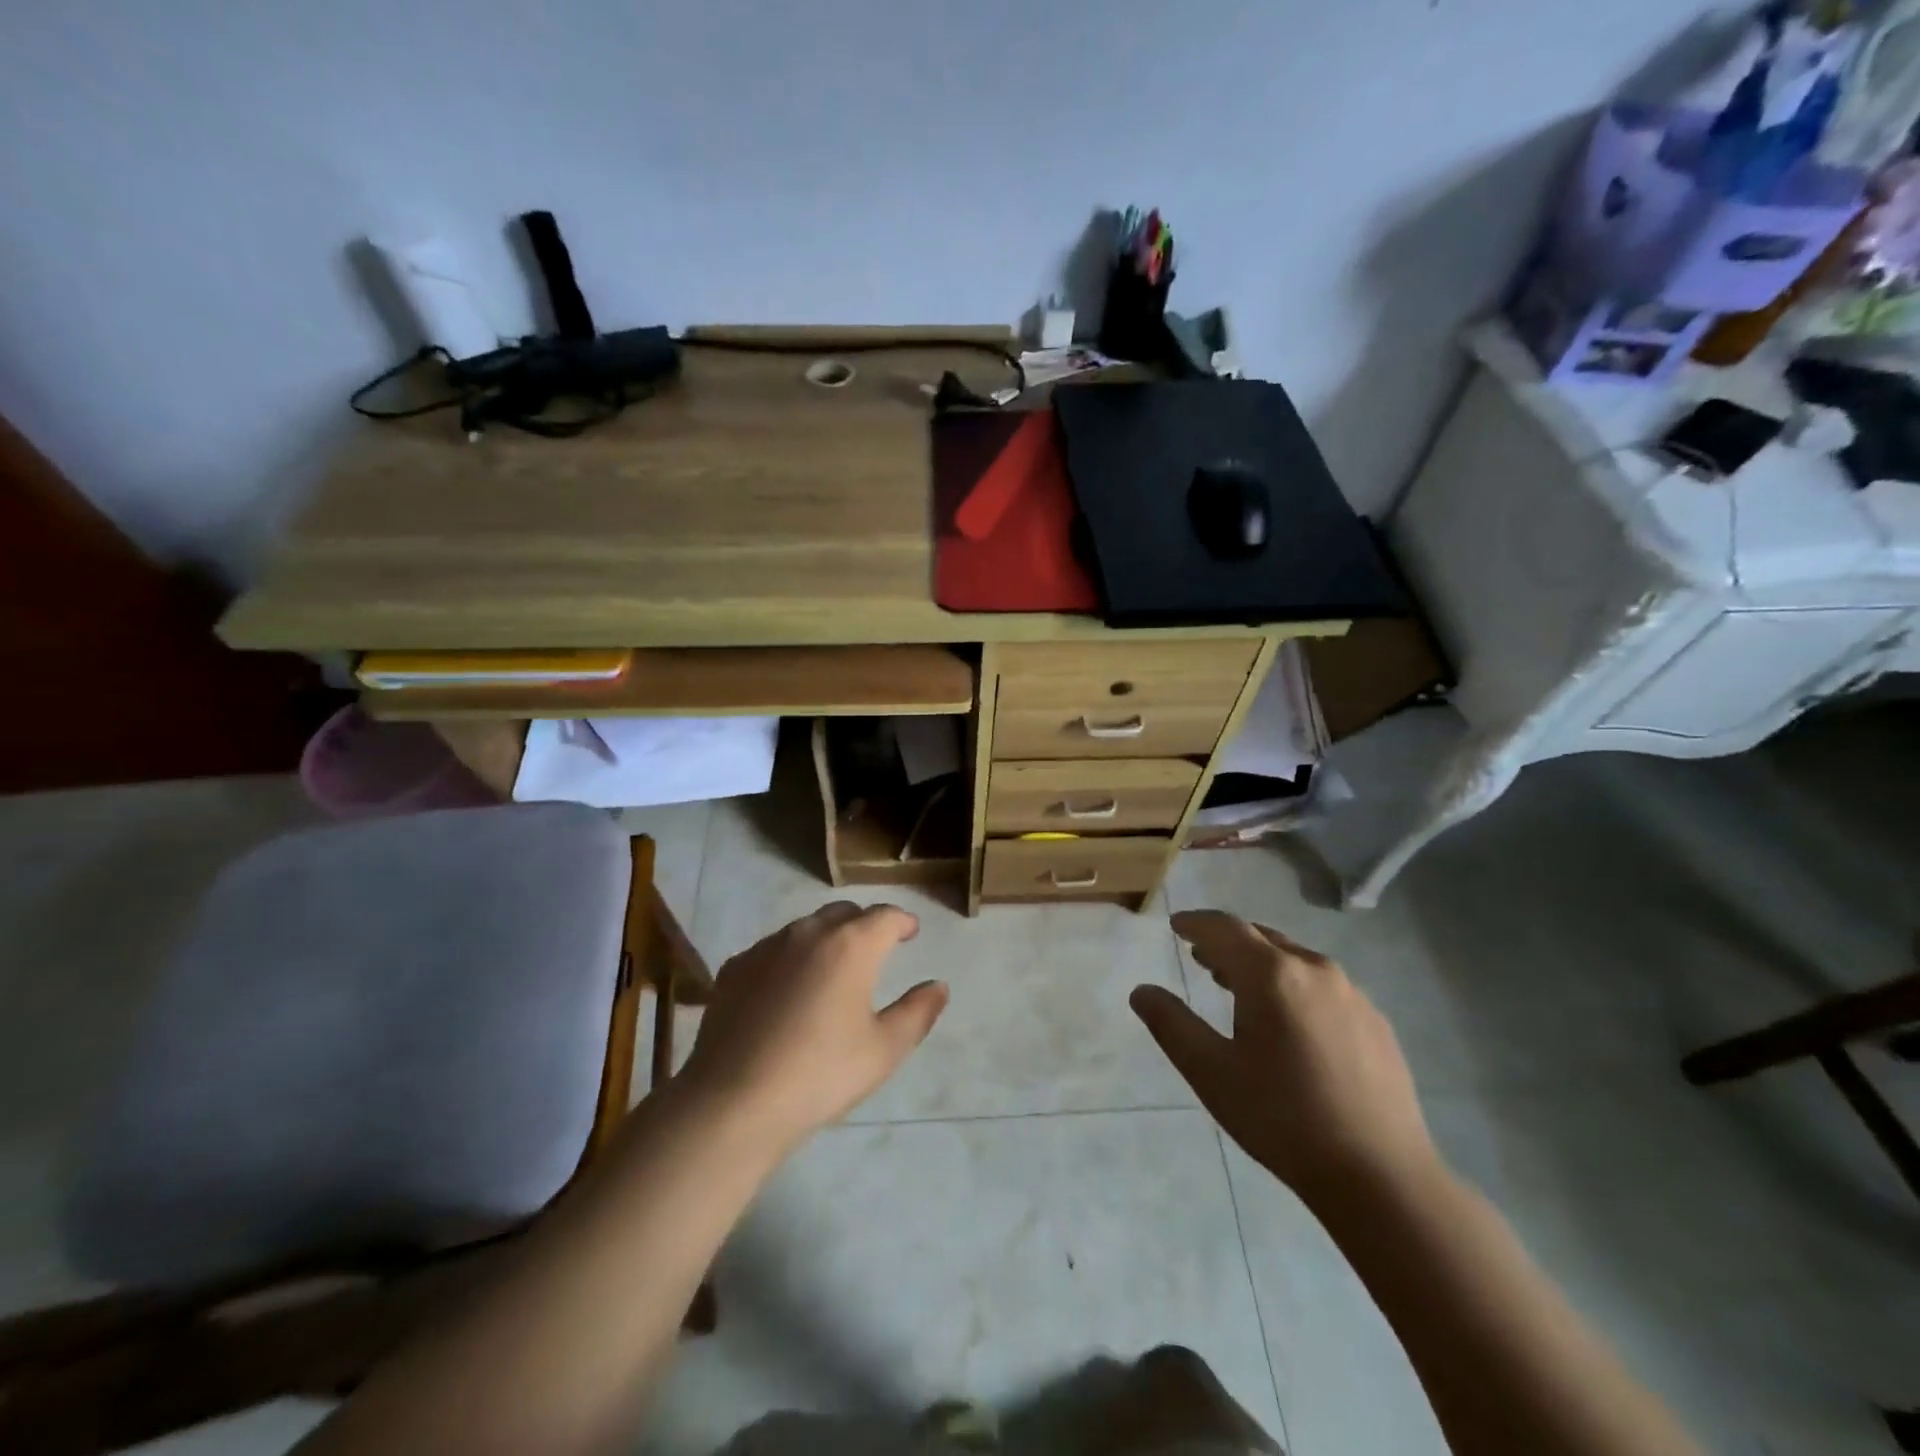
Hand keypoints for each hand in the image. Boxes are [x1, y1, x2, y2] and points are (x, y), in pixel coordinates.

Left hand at [679, 902, 947, 1154]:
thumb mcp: (884, 1050)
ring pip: (805, 929)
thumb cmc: (821, 1074)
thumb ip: (918, 1012)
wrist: (734, 1101)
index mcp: (851, 945)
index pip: (885, 916)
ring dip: (825, 940)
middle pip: (843, 914)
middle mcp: (808, 933)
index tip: (911, 932)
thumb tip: (938, 986)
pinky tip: (786, 992)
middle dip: (864, 924)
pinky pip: (772, 951)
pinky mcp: (734, 968)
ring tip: (831, 971)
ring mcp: (766, 948)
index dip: (903, 921)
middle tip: (875, 948)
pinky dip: (789, 960)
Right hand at [1132, 910, 1436, 1207]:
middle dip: (1228, 942)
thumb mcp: (1211, 1072)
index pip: (1225, 928)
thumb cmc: (1282, 1119)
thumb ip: (1172, 1024)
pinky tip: (1290, 1024)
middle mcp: (1315, 970)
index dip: (1196, 923)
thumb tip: (1141, 992)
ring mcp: (1354, 996)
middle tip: (1202, 956)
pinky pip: (1325, 987)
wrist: (1380, 1177)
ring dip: (1262, 964)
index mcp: (1272, 974)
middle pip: (1263, 938)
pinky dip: (1295, 986)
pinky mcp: (1377, 1024)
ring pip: (1296, 961)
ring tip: (1239, 985)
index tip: (1176, 926)